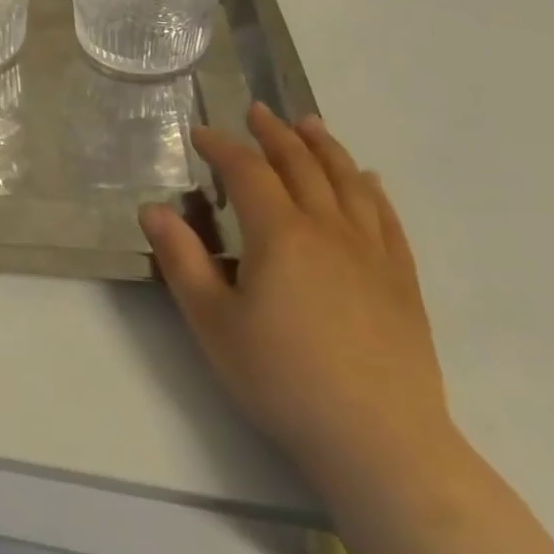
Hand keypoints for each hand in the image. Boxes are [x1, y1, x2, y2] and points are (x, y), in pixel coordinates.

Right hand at [141, 103, 454, 493]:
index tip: (200, 133)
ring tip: (309, 125)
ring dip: (325, 147)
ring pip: (348, 182)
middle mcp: (328, 229)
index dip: (222, 147)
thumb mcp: (212, 321)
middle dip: (275, 134)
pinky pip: (386, 218)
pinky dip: (372, 189)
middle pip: (302, 165)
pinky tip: (367, 179)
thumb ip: (181, 260)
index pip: (247, 171)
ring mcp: (372, 253)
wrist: (381, 442)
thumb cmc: (282, 378)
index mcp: (280, 234)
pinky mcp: (402, 281)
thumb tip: (152, 209)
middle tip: (257, 111)